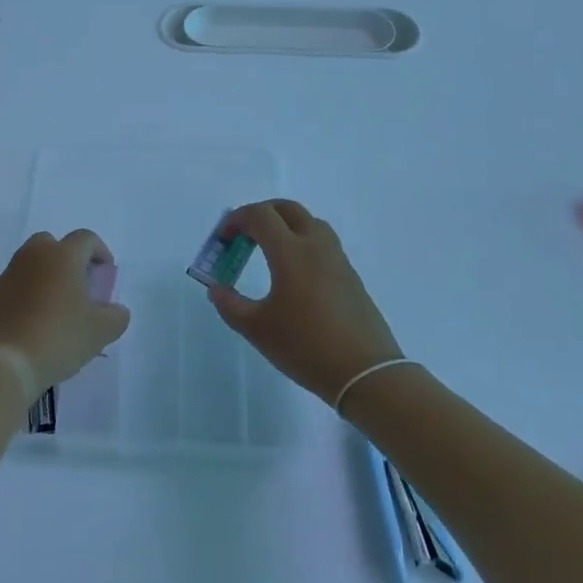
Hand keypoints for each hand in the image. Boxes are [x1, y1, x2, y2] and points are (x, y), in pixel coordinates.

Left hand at [0, 230, 130, 395]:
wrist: (2, 361)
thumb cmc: (57, 337)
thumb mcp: (100, 332)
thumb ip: (116, 316)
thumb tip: (116, 310)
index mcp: (63, 255)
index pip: (86, 239)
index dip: (100, 253)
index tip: (106, 276)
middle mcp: (34, 255)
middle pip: (54, 244)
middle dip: (69, 259)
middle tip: (80, 286)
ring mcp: (10, 273)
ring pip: (33, 263)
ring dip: (47, 276)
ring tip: (58, 308)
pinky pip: (17, 283)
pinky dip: (29, 293)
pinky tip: (36, 321)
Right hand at [206, 200, 402, 406]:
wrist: (366, 373)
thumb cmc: (305, 346)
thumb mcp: (256, 329)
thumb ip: (230, 305)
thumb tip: (216, 289)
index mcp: (290, 251)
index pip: (260, 215)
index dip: (236, 220)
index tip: (223, 239)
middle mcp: (316, 246)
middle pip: (287, 209)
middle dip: (261, 214)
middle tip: (244, 235)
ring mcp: (338, 260)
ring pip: (310, 223)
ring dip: (285, 226)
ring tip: (269, 251)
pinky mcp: (351, 277)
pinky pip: (323, 244)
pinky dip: (303, 244)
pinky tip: (295, 275)